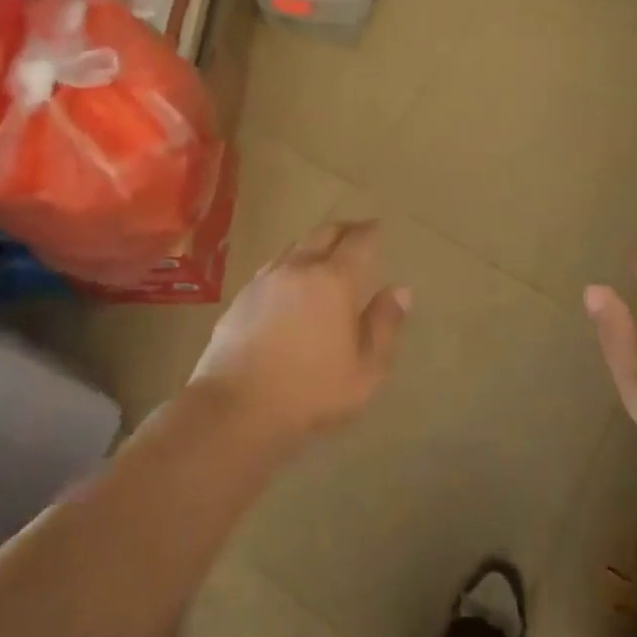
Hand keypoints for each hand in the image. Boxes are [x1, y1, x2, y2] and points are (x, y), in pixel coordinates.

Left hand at [189, 221, 410, 454]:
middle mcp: (299, 268)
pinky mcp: (242, 296)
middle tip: (355, 234)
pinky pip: (273, 267)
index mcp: (334, 280)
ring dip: (314, 244)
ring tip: (323, 255)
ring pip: (295, 246)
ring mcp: (266, 280)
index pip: (358, 241)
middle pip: (324, 233)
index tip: (378, 227)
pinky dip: (290, 264)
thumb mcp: (366, 370)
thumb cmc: (311, 391)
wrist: (236, 408)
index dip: (371, 231)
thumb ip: (385, 325)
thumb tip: (400, 290)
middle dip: (343, 230)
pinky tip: (289, 282)